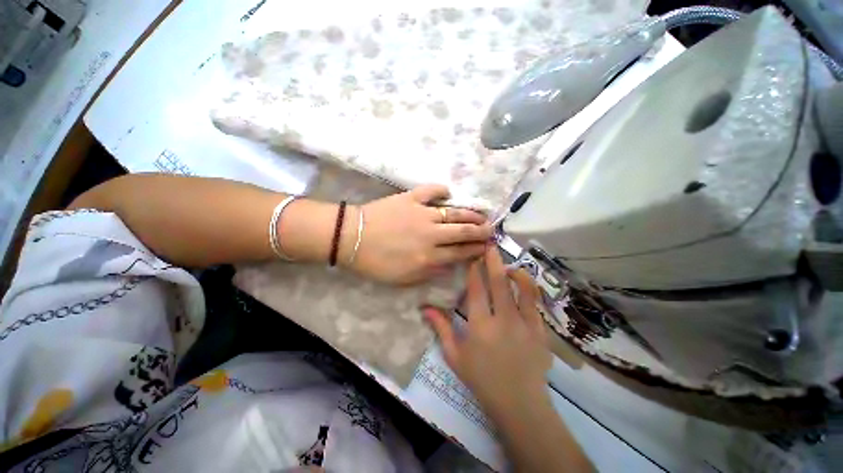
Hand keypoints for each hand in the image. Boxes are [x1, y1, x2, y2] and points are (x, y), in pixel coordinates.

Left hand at [345, 184, 492, 284]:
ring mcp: (421, 213)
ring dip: (470, 213)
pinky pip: (430, 191)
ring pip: (453, 212)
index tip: (486, 248)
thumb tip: (448, 264)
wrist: (351, 238)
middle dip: (480, 231)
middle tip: (491, 229)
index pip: (460, 253)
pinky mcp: (410, 198)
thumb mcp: (403, 278)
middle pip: (462, 231)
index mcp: (428, 256)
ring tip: (483, 214)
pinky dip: (440, 190)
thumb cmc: (375, 262)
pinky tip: (448, 192)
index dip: (475, 250)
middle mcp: (431, 234)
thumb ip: (429, 273)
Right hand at [423, 246, 551, 414]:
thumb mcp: (455, 356)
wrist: (519, 403)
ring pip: (522, 289)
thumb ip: (442, 329)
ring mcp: (525, 324)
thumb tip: (426, 308)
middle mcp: (503, 320)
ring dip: (514, 271)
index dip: (475, 270)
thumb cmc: (482, 380)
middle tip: (491, 245)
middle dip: (494, 260)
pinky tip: (523, 283)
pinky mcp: (540, 330)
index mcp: (480, 326)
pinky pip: (536, 302)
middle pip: (499, 283)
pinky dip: (529, 288)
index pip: (476, 290)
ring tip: (508, 264)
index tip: (473, 256)